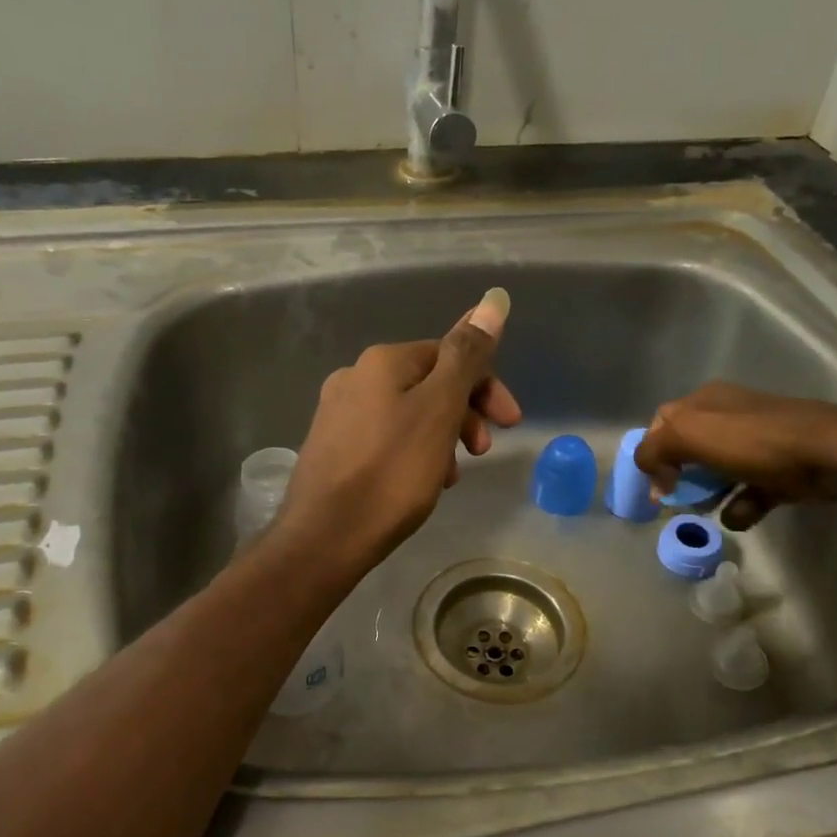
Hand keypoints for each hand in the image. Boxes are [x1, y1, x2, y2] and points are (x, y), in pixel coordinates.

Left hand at [278, 288, 521, 572]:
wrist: (326, 537)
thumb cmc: (392, 473)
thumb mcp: (439, 410)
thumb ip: (467, 356)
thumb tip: (493, 299)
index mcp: (383, 361)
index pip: (450, 354)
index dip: (486, 386)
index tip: (510, 424)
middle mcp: (355, 376)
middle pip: (428, 382)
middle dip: (464, 413)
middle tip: (482, 452)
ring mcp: (338, 412)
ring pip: (409, 413)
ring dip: (441, 436)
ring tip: (450, 476)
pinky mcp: (332, 447)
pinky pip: (386, 437)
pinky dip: (413, 452)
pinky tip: (420, 482)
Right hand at [634, 384, 836, 526]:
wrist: (829, 454)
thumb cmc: (753, 441)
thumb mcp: (689, 435)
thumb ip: (654, 450)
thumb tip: (650, 473)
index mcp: (705, 402)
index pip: (661, 423)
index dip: (652, 453)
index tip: (654, 483)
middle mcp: (728, 417)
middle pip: (689, 450)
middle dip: (680, 477)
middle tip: (677, 500)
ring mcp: (756, 443)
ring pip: (717, 472)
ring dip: (708, 495)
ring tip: (707, 511)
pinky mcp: (778, 469)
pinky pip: (748, 491)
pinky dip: (741, 506)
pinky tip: (741, 515)